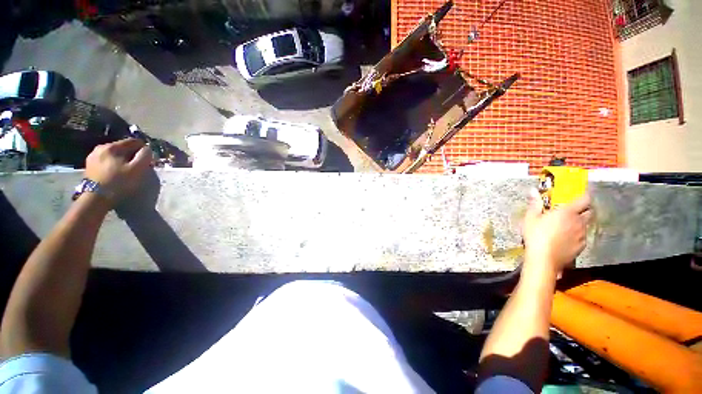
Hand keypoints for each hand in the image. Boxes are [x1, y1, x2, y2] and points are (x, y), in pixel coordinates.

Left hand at [84, 138, 152, 202]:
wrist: (95, 198)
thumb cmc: (119, 183)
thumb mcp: (137, 169)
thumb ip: (145, 156)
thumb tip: (147, 149)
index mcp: (113, 146)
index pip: (134, 141)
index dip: (144, 149)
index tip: (148, 159)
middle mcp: (101, 147)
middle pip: (123, 147)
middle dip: (132, 155)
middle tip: (138, 167)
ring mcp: (93, 156)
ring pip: (114, 154)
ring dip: (122, 160)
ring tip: (126, 171)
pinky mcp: (89, 165)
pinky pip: (106, 160)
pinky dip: (113, 164)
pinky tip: (115, 173)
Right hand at [522, 189, 591, 275]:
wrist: (544, 259)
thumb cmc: (536, 235)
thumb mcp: (530, 218)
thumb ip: (535, 204)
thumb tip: (533, 190)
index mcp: (567, 212)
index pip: (585, 199)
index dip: (584, 196)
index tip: (579, 196)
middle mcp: (579, 222)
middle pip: (589, 212)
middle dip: (584, 210)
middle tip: (572, 212)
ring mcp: (582, 235)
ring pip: (585, 225)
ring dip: (579, 223)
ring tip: (566, 227)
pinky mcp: (581, 247)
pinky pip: (582, 237)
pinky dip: (576, 235)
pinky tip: (565, 239)